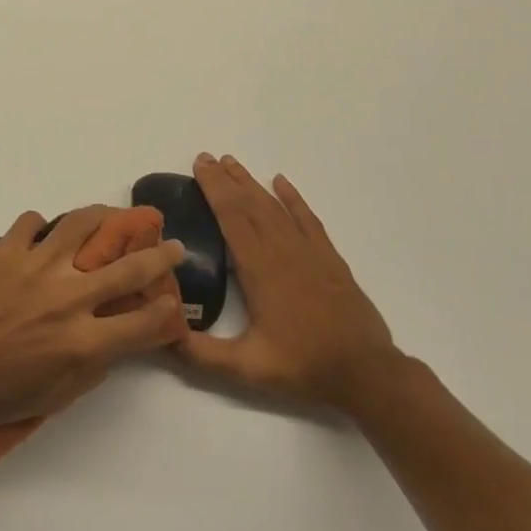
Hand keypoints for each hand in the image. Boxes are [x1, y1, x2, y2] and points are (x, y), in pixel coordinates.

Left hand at [0, 205, 188, 434]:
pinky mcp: (6, 250)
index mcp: (84, 341)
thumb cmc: (0, 394)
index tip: (172, 300)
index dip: (166, 311)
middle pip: (128, 267)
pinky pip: (31, 222)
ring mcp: (36, 267)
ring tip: (110, 216)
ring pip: (81, 224)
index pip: (143, 321)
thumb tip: (120, 337)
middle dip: (160, 255)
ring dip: (103, 217)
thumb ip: (95, 363)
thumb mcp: (58, 394)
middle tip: (171, 245)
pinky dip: (40, 226)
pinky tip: (41, 236)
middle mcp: (68, 297)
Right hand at [177, 154, 402, 412]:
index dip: (214, 189)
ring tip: (232, 163)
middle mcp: (282, 250)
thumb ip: (202, 353)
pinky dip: (293, 198)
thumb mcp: (247, 367)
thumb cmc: (304, 366)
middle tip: (206, 157)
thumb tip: (164, 336)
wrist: (367, 373)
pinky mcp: (329, 258)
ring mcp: (309, 251)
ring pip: (275, 207)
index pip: (232, 217)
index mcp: (260, 269)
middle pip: (250, 204)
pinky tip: (281, 182)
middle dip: (226, 179)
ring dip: (252, 183)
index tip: (199, 166)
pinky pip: (307, 218)